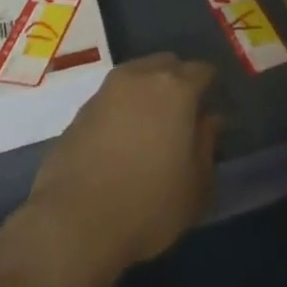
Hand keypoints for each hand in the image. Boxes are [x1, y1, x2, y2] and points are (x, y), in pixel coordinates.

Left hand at [8, 55, 219, 286]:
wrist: (74, 223)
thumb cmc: (149, 205)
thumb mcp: (196, 185)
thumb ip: (207, 144)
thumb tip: (209, 120)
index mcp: (175, 88)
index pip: (202, 70)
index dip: (210, 87)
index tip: (212, 108)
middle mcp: (140, 77)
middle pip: (166, 64)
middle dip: (178, 81)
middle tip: (184, 114)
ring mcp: (106, 91)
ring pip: (136, 76)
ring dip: (148, 91)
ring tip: (152, 126)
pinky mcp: (80, 110)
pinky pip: (112, 98)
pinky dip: (123, 109)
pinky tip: (123, 139)